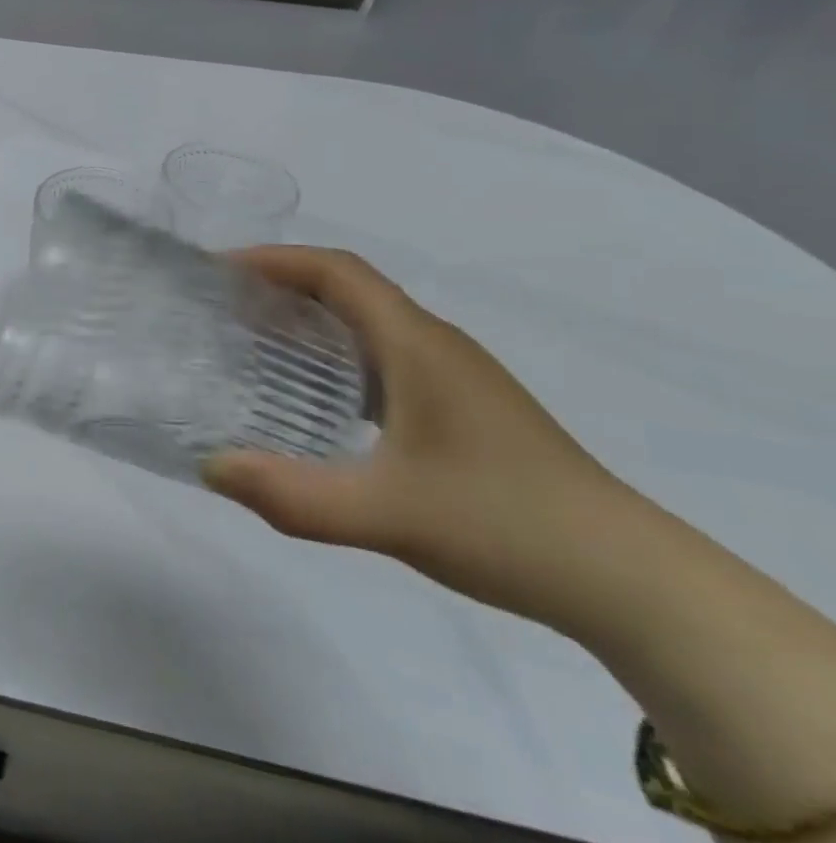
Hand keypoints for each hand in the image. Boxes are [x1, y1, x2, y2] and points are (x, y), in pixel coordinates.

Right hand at [202, 247, 639, 628]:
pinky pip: (383, 356)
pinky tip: (313, 397)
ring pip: (367, 322)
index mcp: (416, 344)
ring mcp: (454, 376)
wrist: (633, 582)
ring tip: (251, 343)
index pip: (336, 270)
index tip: (217, 270)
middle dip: (279, 285)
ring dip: (307, 318)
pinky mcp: (462, 407)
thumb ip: (290, 495)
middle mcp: (434, 345)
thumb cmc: (505, 525)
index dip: (273, 259)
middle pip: (347, 288)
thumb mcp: (384, 513)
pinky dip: (335, 355)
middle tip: (220, 307)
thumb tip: (208, 468)